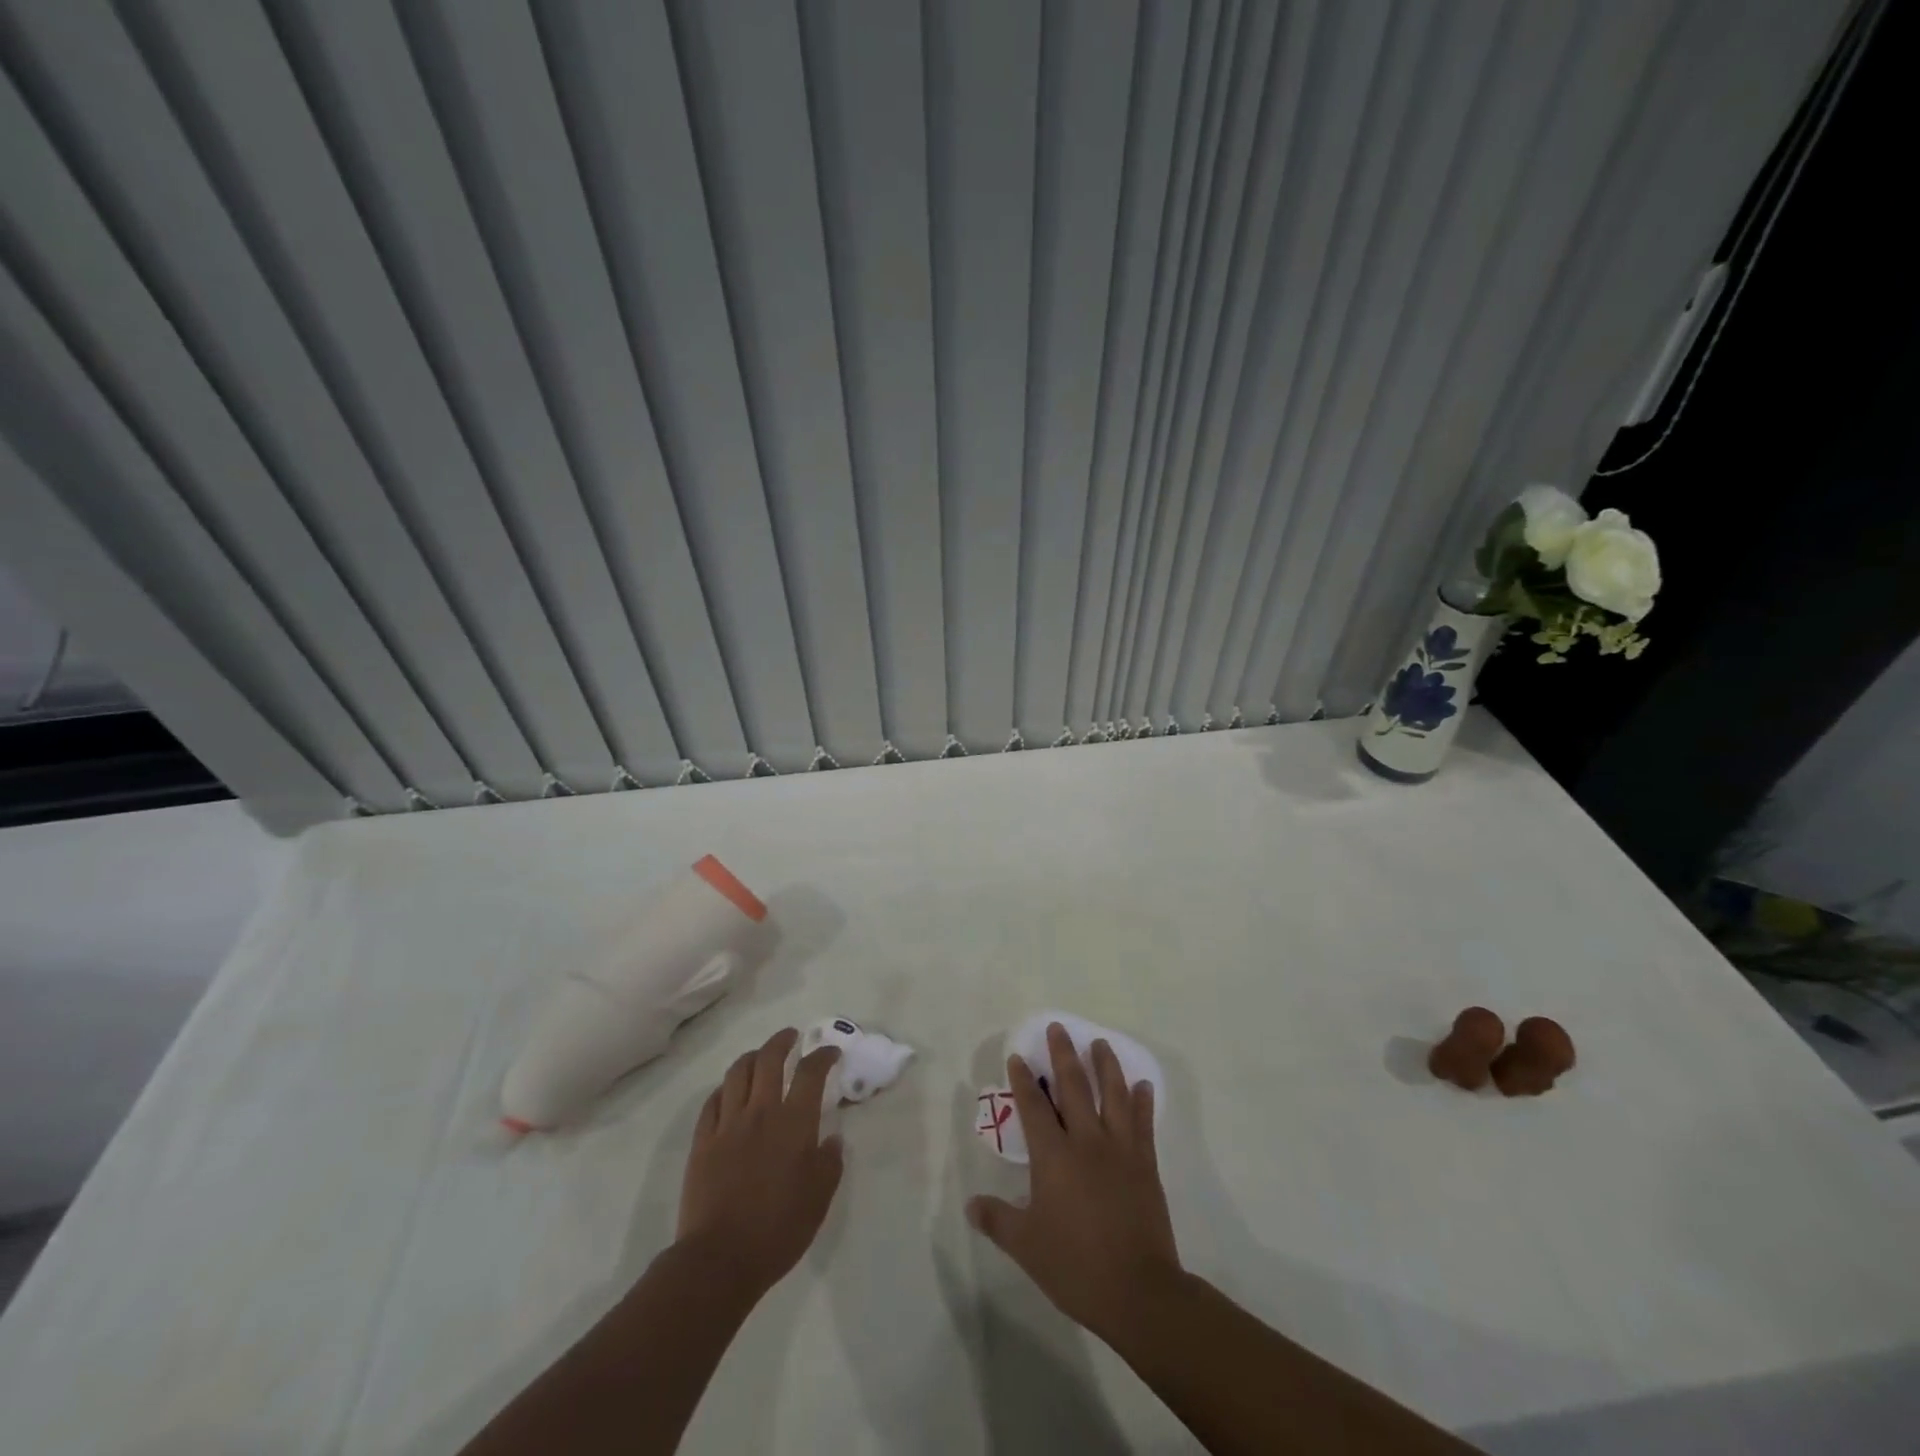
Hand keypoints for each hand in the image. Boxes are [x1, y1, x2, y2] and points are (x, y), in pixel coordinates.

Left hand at [676, 1028, 843, 1300]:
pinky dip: (723, 1089)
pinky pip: (712, 1102)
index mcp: (794, 1123)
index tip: (830, 1052)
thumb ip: (830, 1162)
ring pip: (737, 1073)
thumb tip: (832, 1138)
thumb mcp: (820, 1198)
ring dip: (751, 1057)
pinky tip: (729, 1092)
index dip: (822, 1055)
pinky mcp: (702, 1142)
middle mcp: (760, 1112)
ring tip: (759, 1056)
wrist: (719, 1259)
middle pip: (769, 1059)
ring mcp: (727, 1125)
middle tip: (791, 1036)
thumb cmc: (778, 1229)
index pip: (810, 1072)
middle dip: (782, 1041)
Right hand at [967, 1023, 1180, 1344]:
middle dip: (1063, 1055)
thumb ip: (998, 1220)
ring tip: (1101, 1043)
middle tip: (1059, 1028)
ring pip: (1112, 1095)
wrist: (1138, 1291)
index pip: (1034, 1107)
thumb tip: (971, 1204)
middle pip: (1073, 1087)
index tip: (1018, 1056)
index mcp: (1053, 1156)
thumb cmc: (1075, 1265)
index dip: (1024, 1080)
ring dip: (1106, 1065)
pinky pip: (1143, 1123)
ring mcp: (1120, 1150)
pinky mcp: (1146, 1164)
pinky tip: (1143, 1086)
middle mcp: (1086, 1141)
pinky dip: (1142, 1102)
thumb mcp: (1026, 1246)